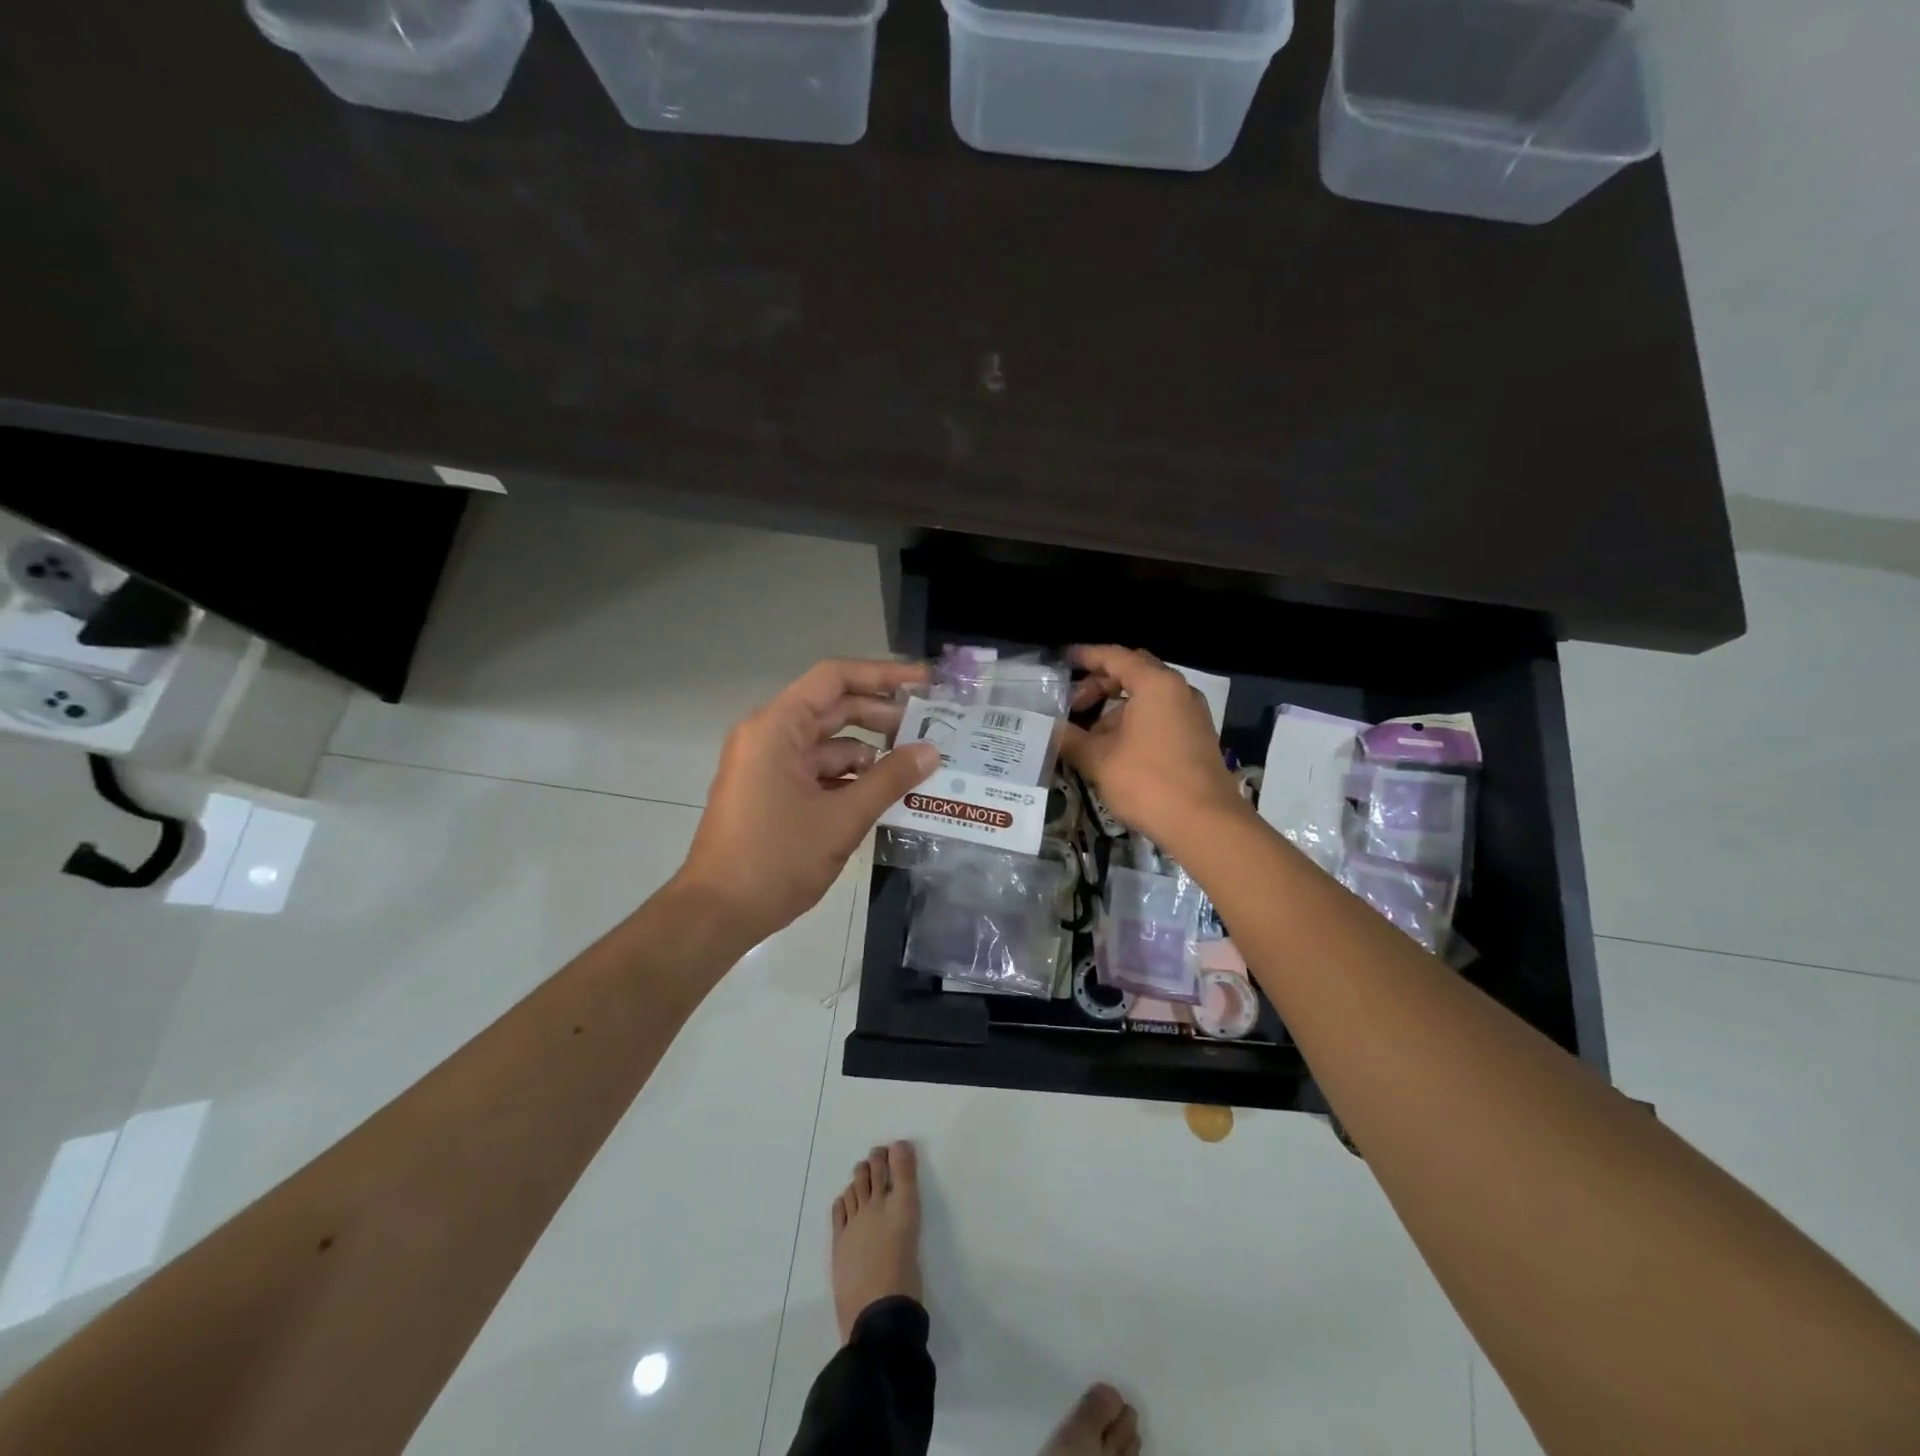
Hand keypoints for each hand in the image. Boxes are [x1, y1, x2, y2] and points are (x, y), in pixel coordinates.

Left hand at [676, 659, 940, 947]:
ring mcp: (768, 765)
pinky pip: (817, 771)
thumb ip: (890, 780)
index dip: (882, 675)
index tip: (924, 682)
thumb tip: (932, 752)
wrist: (717, 914)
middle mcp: (769, 736)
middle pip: (833, 708)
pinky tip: (884, 793)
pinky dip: (849, 777)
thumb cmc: (776, 860)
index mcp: (776, 728)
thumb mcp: (842, 819)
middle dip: (881, 716)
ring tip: (915, 766)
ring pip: (828, 744)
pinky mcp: (771, 792)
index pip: (834, 679)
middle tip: (930, 727)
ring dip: (869, 752)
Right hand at [1061, 645, 1245, 851]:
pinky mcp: (1196, 738)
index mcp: (1156, 684)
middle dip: (1100, 685)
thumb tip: (1047, 730)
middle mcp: (1178, 691)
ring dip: (1115, 710)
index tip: (1063, 659)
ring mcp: (1192, 715)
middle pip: (1133, 674)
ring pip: (1146, 698)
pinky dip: (1134, 723)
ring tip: (1088, 736)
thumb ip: (1070, 739)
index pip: (1115, 656)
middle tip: (1073, 704)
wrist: (1205, 824)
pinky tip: (1113, 751)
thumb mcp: (1099, 759)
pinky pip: (1159, 717)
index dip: (1086, 656)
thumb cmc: (1148, 782)